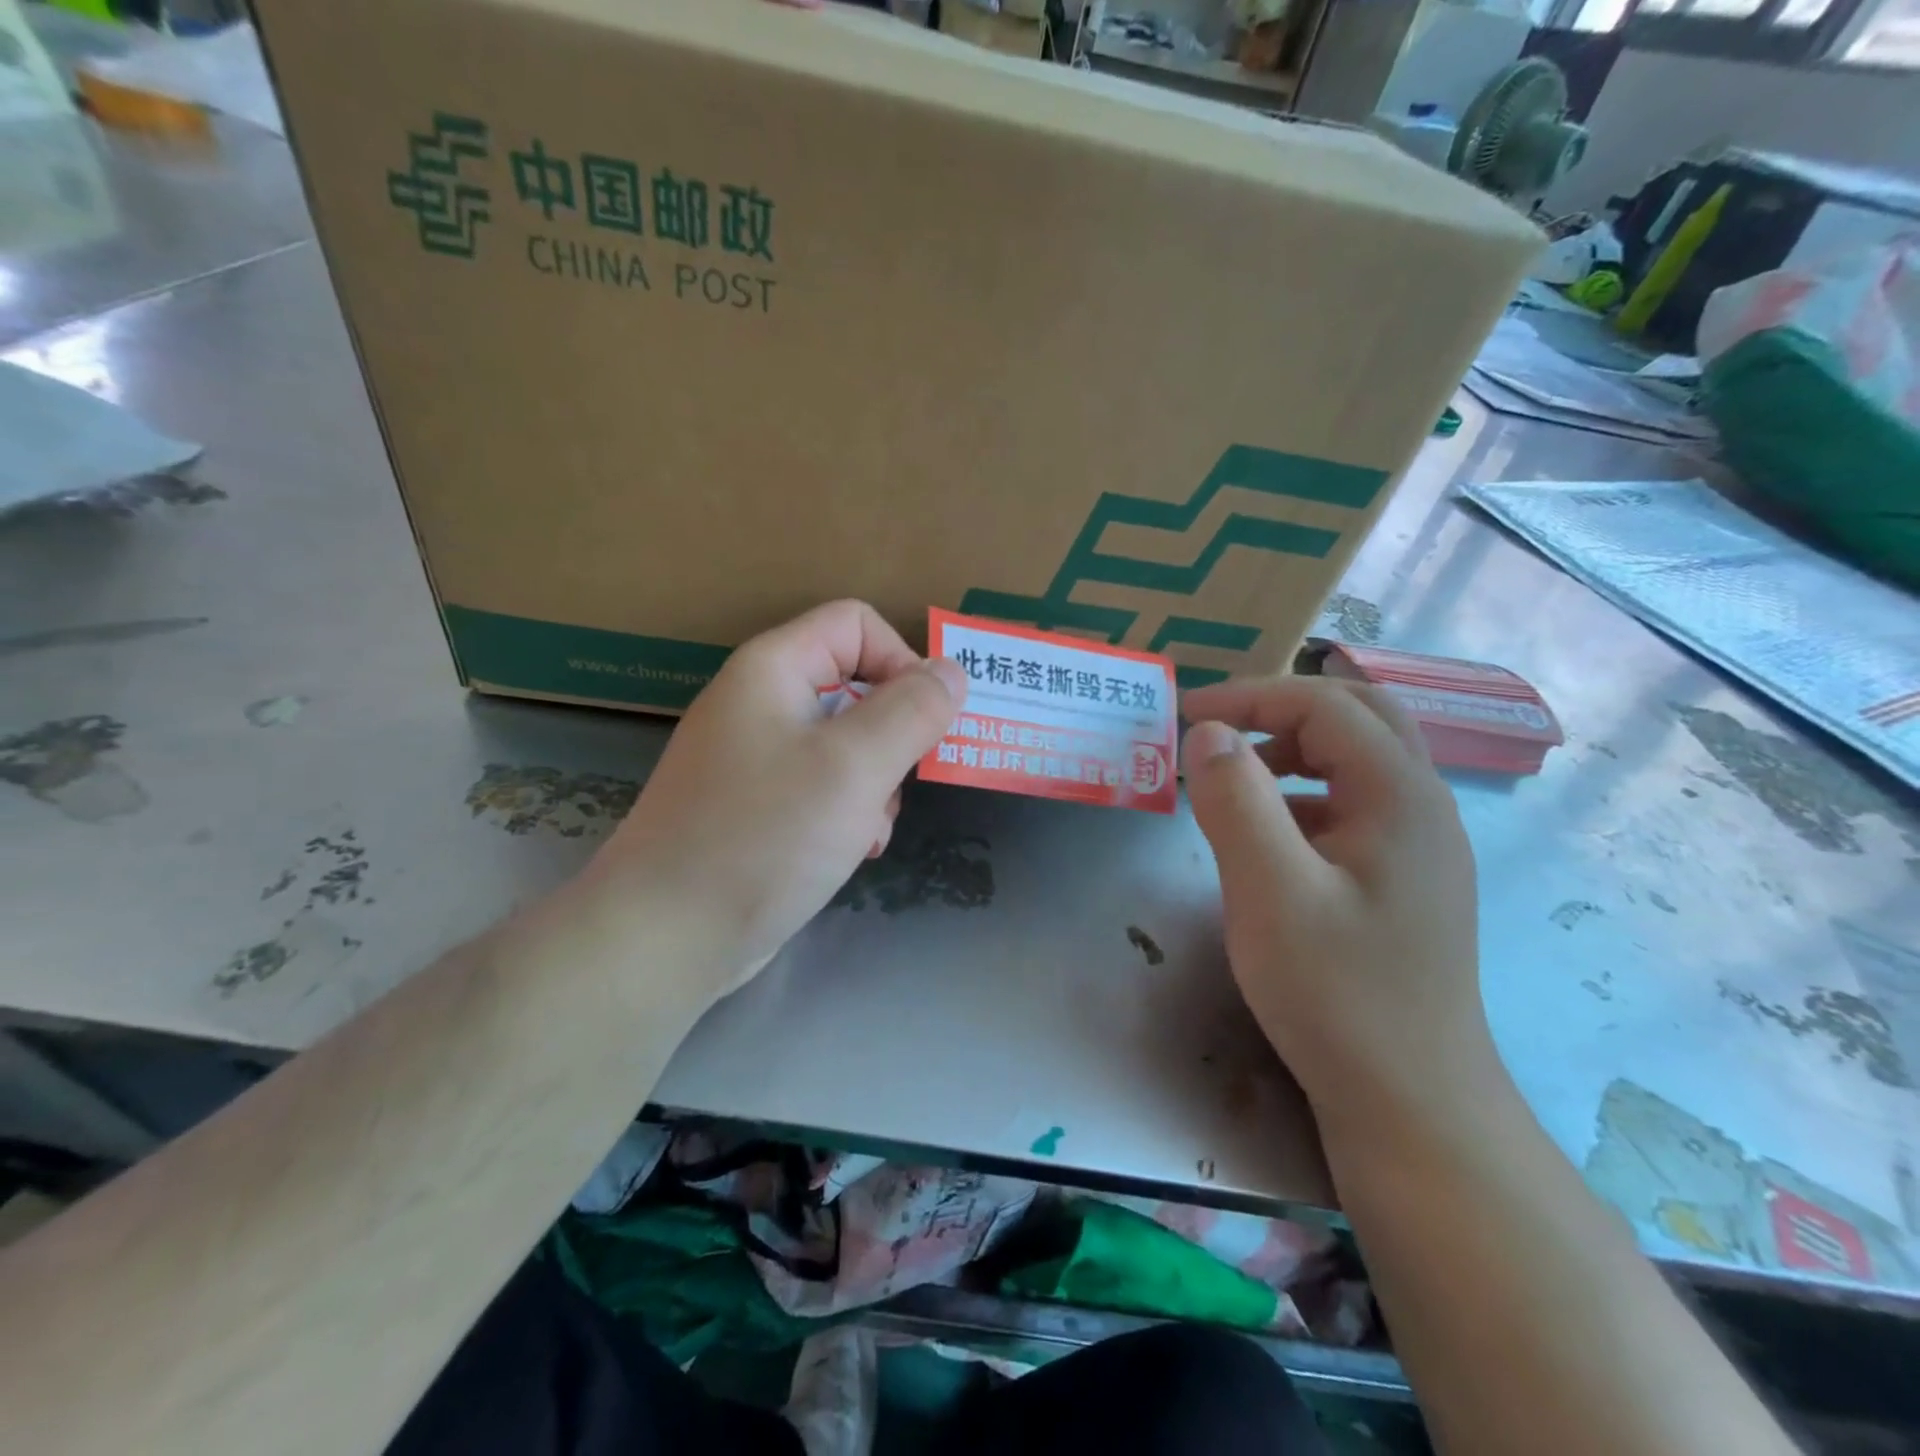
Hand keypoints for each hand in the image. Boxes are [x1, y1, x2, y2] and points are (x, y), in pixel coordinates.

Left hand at [587, 600, 965, 995]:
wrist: (664, 936)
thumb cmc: (763, 837)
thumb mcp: (854, 766)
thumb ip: (912, 711)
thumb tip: (951, 671)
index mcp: (773, 669)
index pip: (856, 624)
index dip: (902, 660)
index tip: (926, 721)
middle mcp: (760, 702)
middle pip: (855, 685)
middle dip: (893, 736)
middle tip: (898, 784)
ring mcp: (754, 757)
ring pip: (846, 743)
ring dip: (876, 783)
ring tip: (870, 829)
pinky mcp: (756, 805)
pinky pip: (822, 786)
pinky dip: (849, 812)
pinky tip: (851, 851)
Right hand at [1180, 677, 1488, 1115]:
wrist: (1410, 1100)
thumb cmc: (1337, 993)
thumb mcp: (1270, 892)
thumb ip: (1235, 802)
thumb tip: (1207, 734)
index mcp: (1400, 795)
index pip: (1325, 707)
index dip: (1251, 698)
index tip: (1185, 716)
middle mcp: (1423, 806)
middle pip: (1359, 715)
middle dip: (1281, 708)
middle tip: (1219, 726)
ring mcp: (1421, 844)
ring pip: (1360, 758)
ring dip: (1295, 748)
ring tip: (1235, 776)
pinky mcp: (1407, 878)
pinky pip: (1355, 804)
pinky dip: (1305, 793)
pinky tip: (1270, 834)